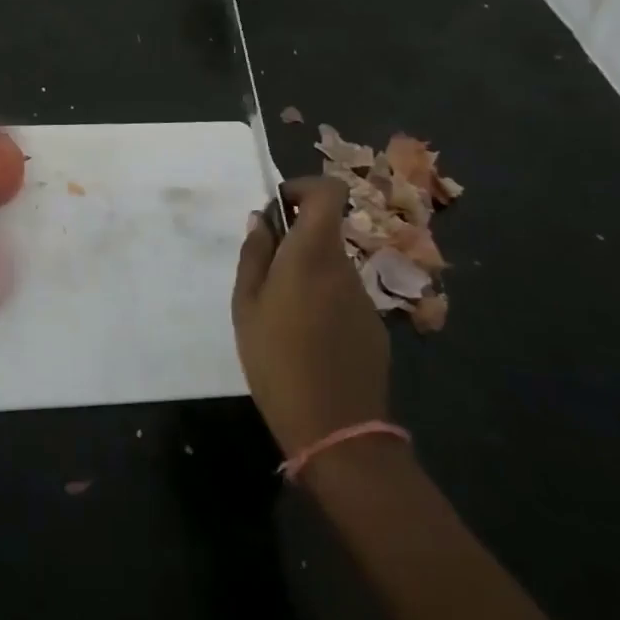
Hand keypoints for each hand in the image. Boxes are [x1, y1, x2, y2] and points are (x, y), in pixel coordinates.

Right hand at [232, 175, 389, 456]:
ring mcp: (364, 298)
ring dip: (306, 275)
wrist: (336, 429)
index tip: (278, 210)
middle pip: (324, 233)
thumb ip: (254, 255)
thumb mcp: (246, 304)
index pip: (330, 192)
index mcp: (313, 253)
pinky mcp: (373, 328)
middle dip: (294, 240)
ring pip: (331, 267)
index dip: (304, 189)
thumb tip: (262, 220)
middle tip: (263, 273)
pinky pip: (342, 297)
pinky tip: (305, 340)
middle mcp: (344, 267)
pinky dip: (322, 302)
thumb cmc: (276, 359)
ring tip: (279, 314)